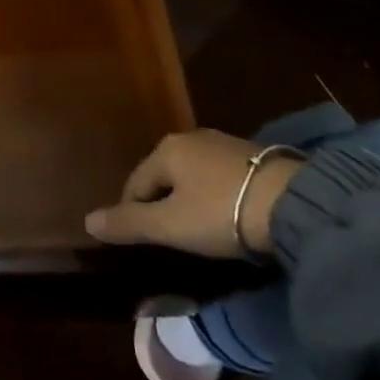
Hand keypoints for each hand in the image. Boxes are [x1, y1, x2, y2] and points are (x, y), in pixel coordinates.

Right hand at [85, 131, 304, 257]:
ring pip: (193, 175)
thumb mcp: (170, 225)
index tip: (142, 241)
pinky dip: (216, 196)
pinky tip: (228, 215)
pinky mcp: (253, 157)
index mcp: (165, 150)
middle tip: (171, 237)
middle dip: (163, 203)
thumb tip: (87, 221)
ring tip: (200, 229)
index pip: (136, 184)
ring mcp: (223, 144)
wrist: (293, 203)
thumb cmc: (221, 212)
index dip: (133, 213)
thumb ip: (129, 223)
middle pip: (164, 176)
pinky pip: (220, 177)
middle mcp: (190, 138)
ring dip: (191, 199)